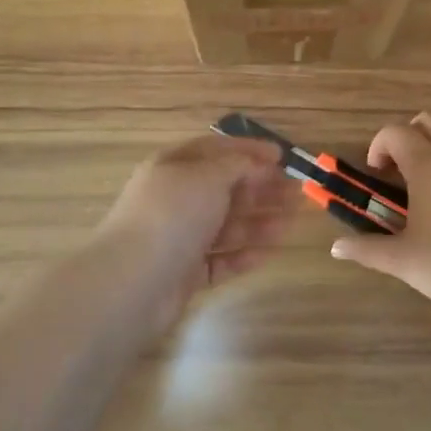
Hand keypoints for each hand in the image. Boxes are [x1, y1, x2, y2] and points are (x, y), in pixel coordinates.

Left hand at [91, 134, 298, 323]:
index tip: (282, 157)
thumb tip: (256, 163)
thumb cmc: (173, 215)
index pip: (216, 149)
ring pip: (226, 225)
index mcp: (174, 167)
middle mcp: (175, 199)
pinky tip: (271, 251)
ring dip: (260, 220)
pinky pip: (221, 259)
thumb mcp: (208, 176)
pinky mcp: (185, 272)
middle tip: (297, 193)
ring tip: (293, 221)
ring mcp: (179, 237)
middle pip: (225, 189)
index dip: (249, 150)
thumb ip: (238, 165)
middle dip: (261, 188)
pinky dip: (245, 253)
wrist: (133, 281)